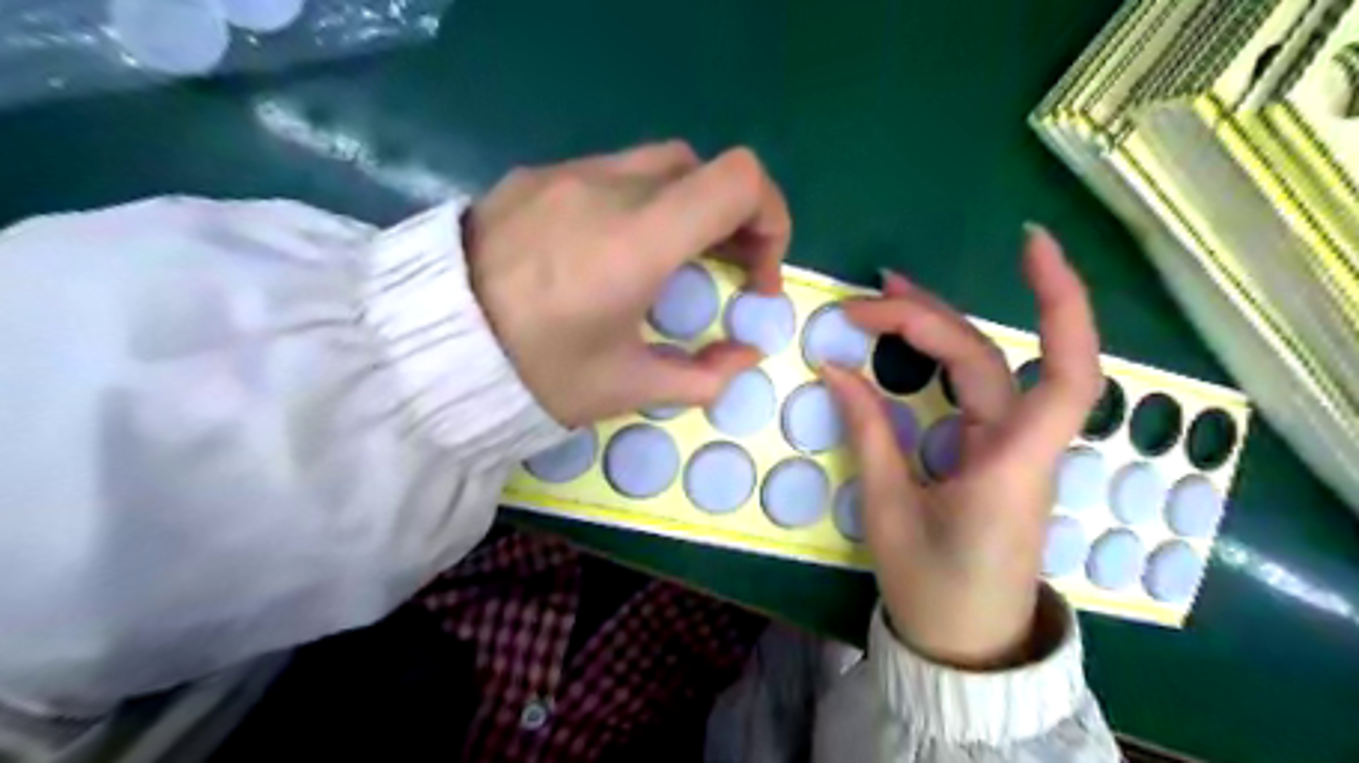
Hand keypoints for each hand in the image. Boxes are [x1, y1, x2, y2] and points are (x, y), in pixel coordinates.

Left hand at [468, 144, 791, 428]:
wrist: (425, 349)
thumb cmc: (534, 374)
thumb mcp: (626, 388)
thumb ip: (703, 375)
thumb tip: (745, 355)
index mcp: (637, 241)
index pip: (739, 180)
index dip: (770, 218)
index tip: (756, 273)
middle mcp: (607, 189)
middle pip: (704, 169)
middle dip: (732, 219)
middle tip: (723, 271)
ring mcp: (565, 174)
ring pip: (658, 165)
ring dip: (685, 207)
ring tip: (670, 261)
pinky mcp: (533, 176)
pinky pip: (609, 173)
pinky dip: (638, 202)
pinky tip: (611, 250)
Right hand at [815, 228, 1100, 667]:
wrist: (967, 641)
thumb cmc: (932, 586)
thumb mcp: (889, 510)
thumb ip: (870, 432)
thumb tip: (835, 368)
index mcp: (1011, 464)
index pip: (1064, 371)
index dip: (1061, 302)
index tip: (1029, 243)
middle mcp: (1022, 444)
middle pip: (989, 357)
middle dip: (928, 317)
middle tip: (863, 302)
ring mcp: (1011, 445)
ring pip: (984, 366)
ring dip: (936, 325)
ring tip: (882, 297)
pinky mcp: (994, 450)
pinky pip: (973, 390)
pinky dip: (939, 357)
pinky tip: (906, 341)